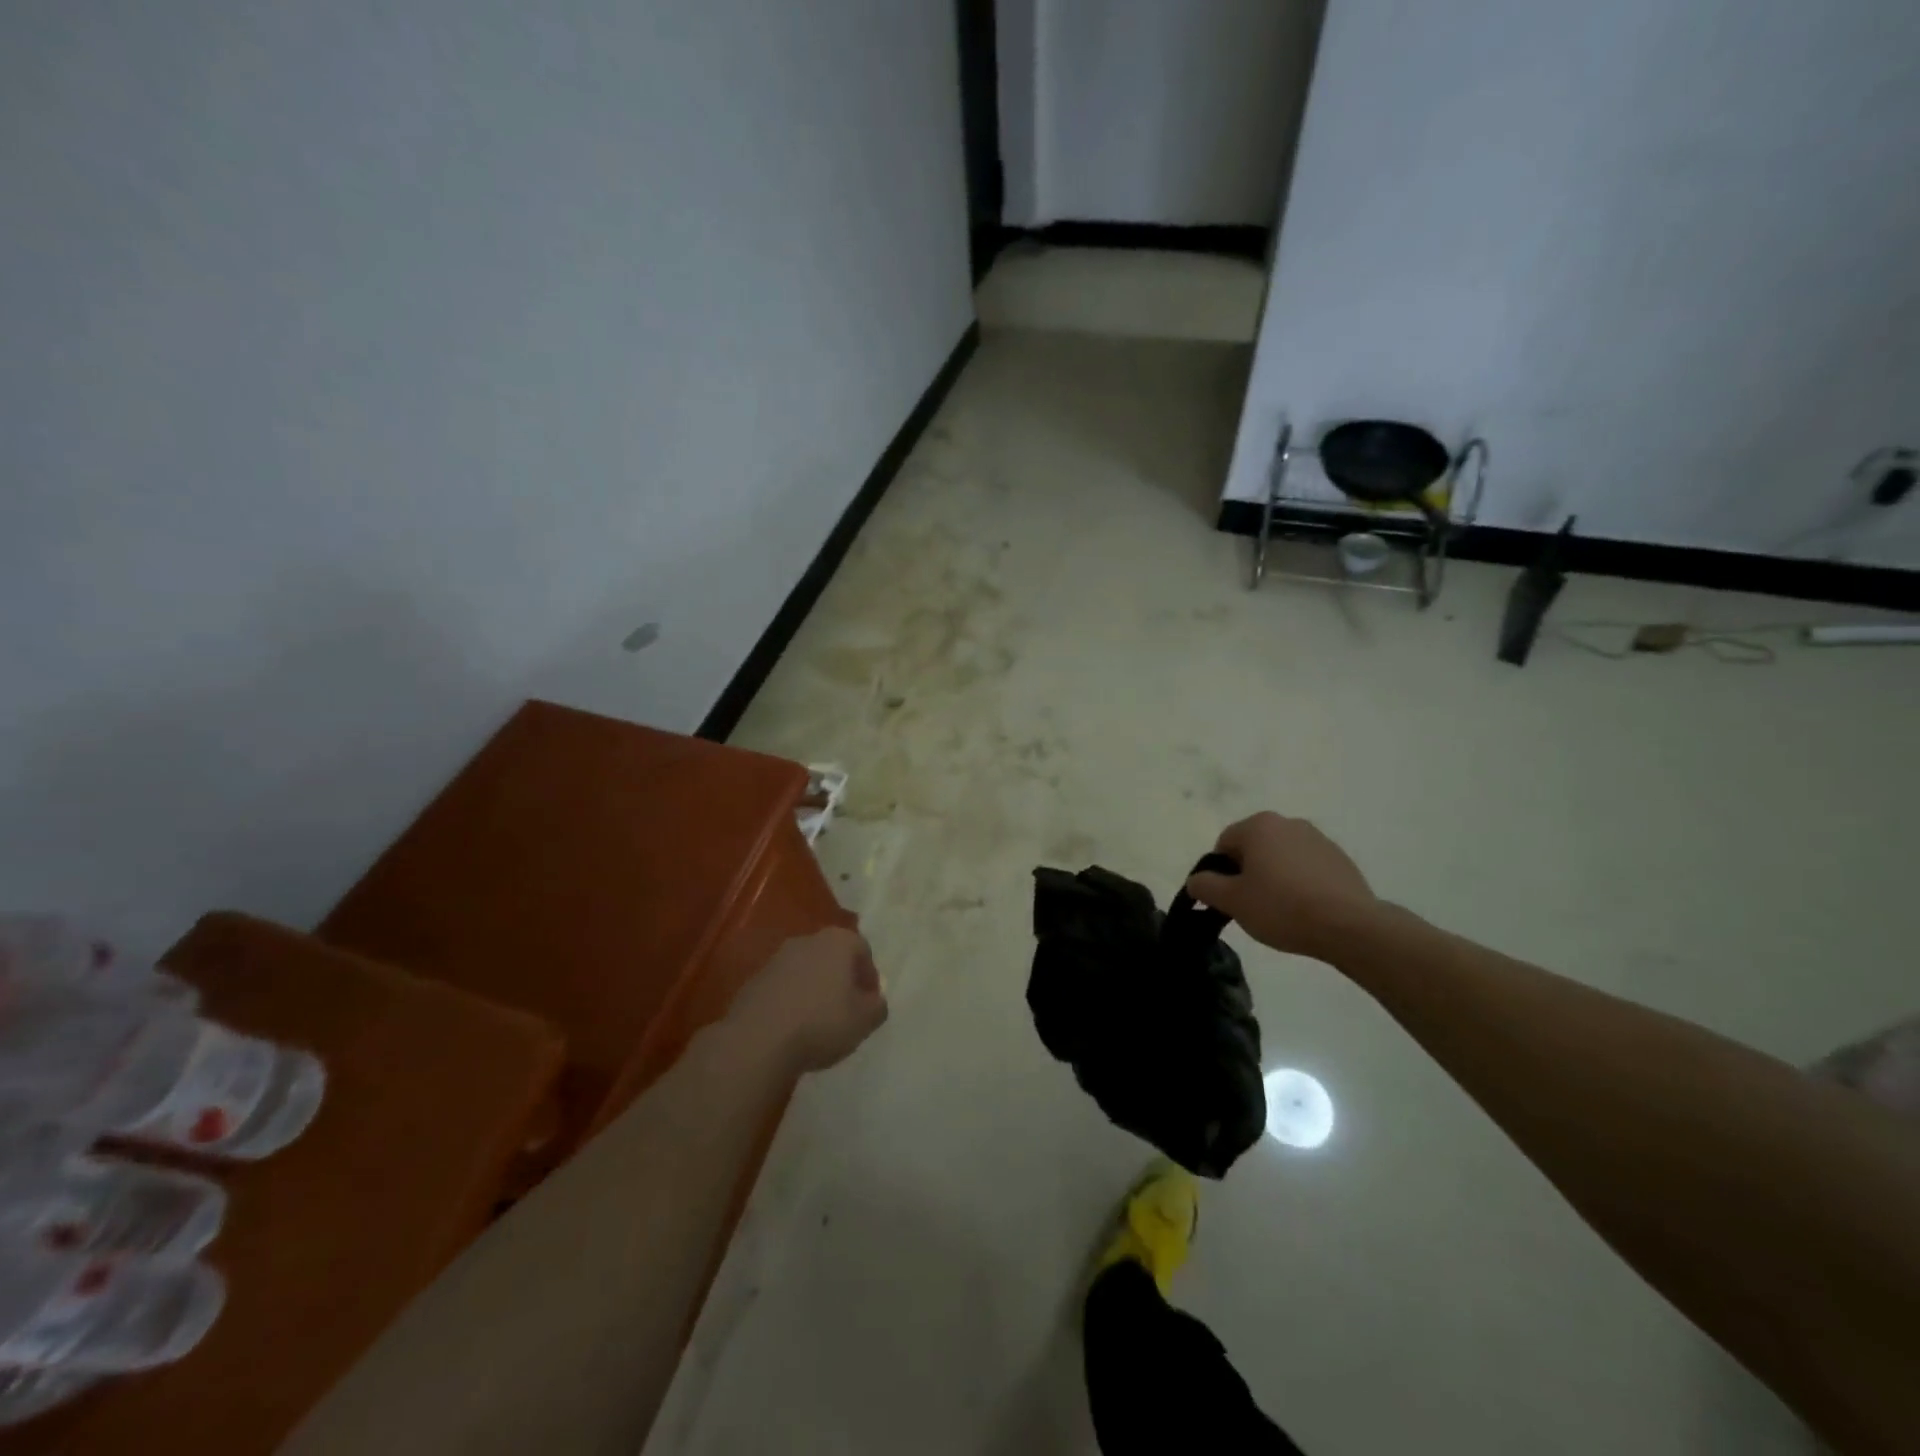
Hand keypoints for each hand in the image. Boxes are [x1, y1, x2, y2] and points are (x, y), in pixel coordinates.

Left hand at [725, 928, 888, 1074]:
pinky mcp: (754, 980)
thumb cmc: (821, 1023)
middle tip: (847, 1010)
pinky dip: (791, 1001)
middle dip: (841, 979)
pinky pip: (783, 987)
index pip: (863, 950)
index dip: (870, 977)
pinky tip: (792, 1027)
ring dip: (814, 989)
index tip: (870, 1003)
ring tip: (818, 1022)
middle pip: (832, 956)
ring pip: (806, 970)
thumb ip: (877, 1007)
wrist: (757, 1040)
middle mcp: (807, 940)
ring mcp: (777, 958)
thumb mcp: (864, 1021)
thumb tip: (875, 1001)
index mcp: (838, 941)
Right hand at [1186, 812, 1379, 961]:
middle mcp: (1288, 823)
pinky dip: (1301, 883)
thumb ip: (1205, 886)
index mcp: (1258, 825)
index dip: (1220, 873)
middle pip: (1254, 848)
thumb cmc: (1281, 907)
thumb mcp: (1232, 901)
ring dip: (1275, 877)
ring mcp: (1318, 839)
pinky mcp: (1340, 859)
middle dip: (1249, 873)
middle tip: (1252, 905)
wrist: (1349, 926)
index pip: (1224, 844)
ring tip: (1282, 910)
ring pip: (1282, 857)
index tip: (1229, 898)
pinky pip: (1308, 868)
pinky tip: (1307, 909)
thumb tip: (1197, 880)